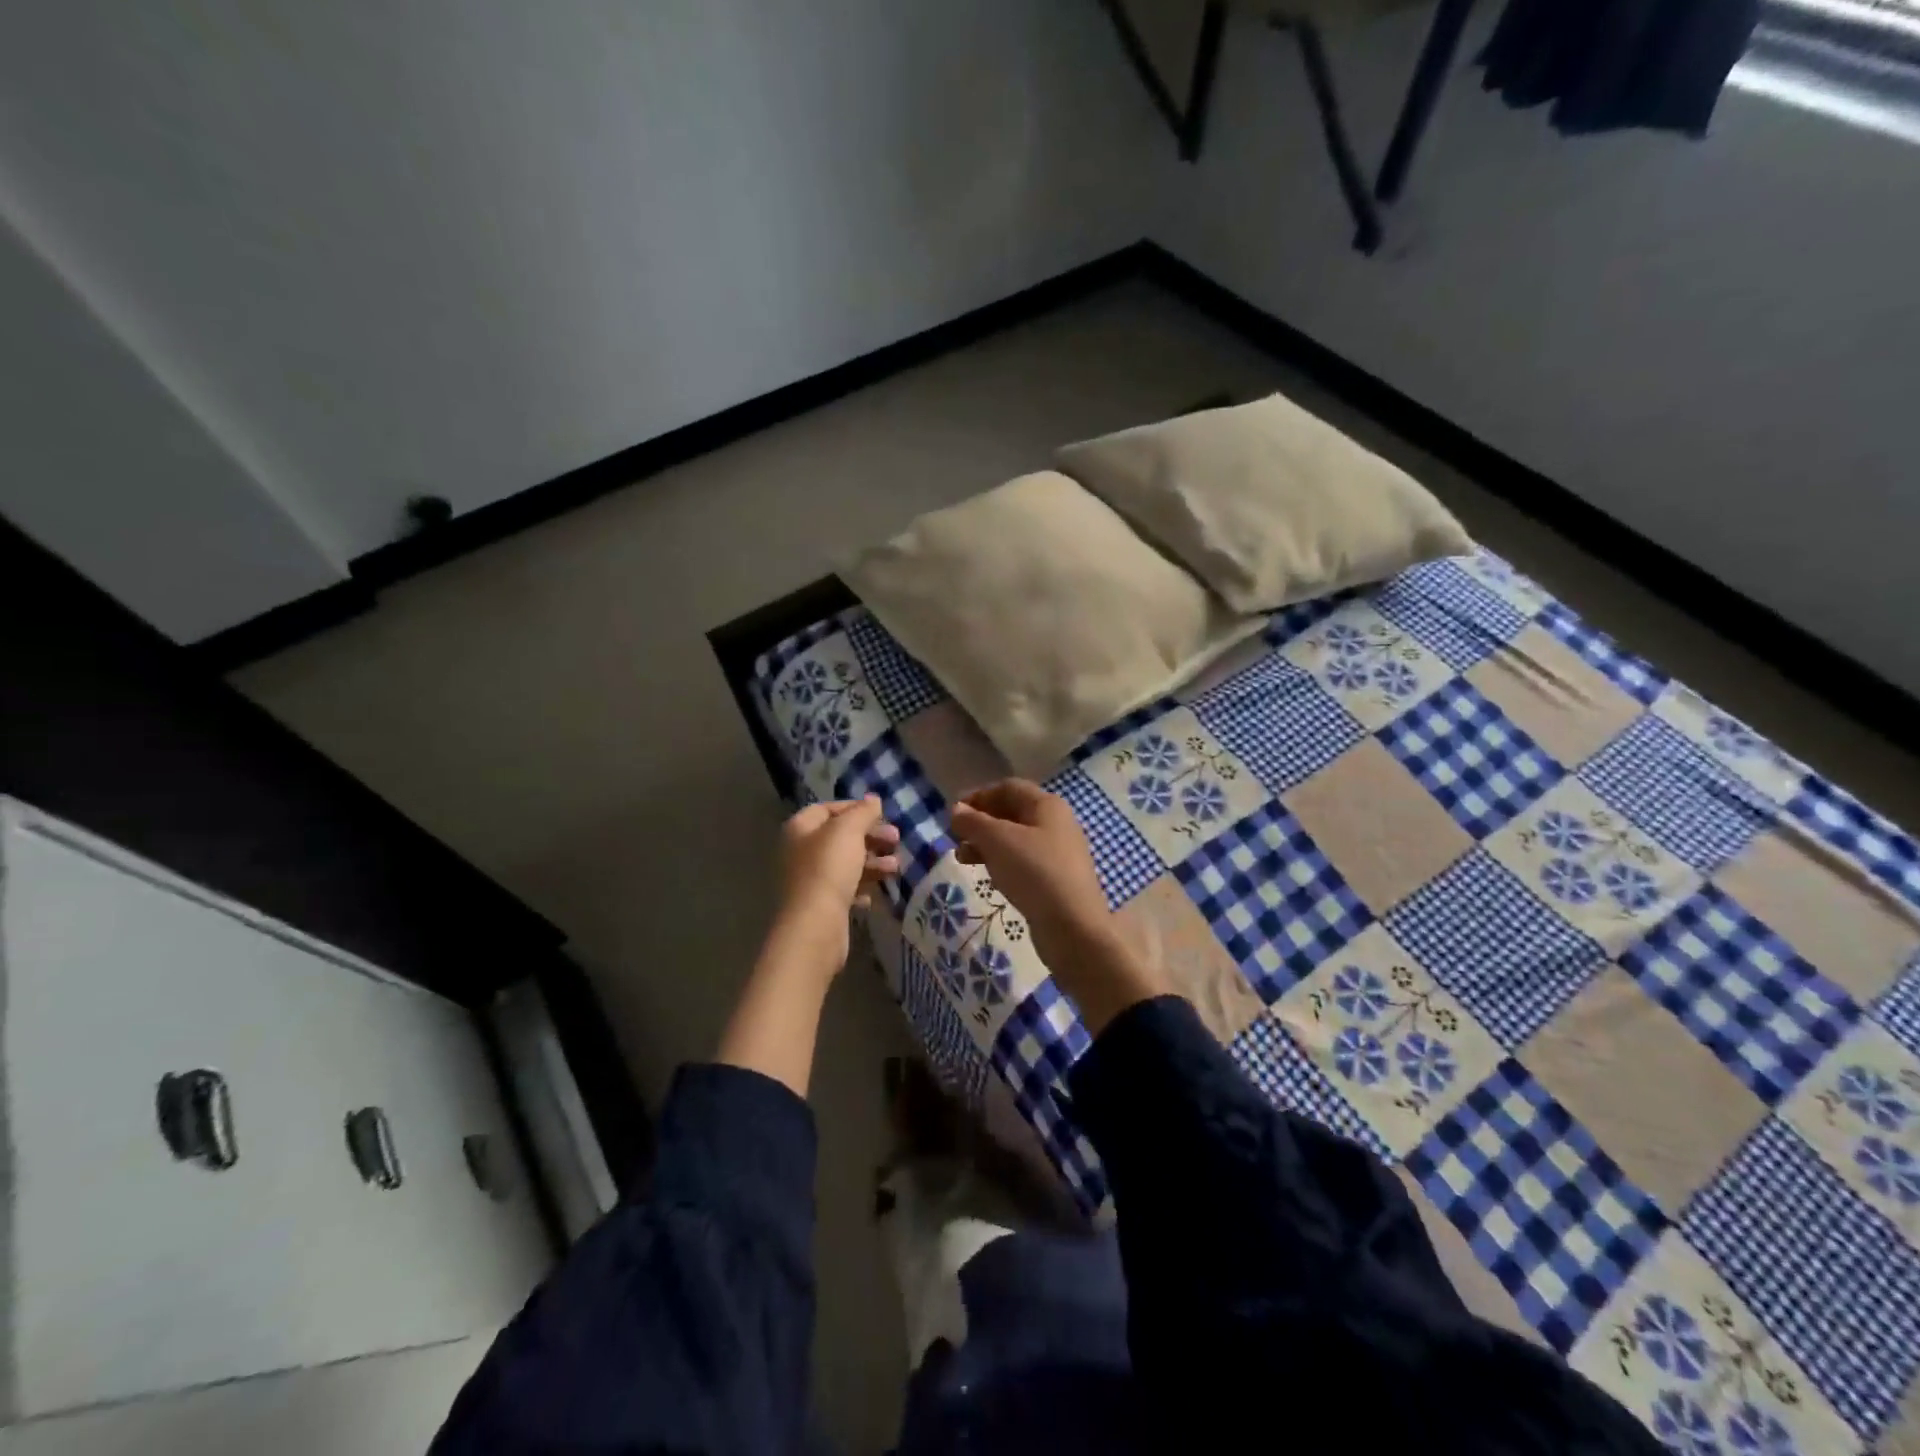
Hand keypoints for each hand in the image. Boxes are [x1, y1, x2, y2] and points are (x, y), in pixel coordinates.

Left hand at [776, 796, 900, 951]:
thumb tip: (872, 799)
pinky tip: (876, 892)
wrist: (815, 925)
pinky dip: (863, 886)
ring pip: (846, 863)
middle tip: (896, 839)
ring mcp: (810, 880)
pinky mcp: (821, 904)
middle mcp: (800, 851)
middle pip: (840, 836)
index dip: (854, 808)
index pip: (827, 808)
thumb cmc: (829, 869)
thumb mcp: (848, 831)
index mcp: (800, 828)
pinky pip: (846, 888)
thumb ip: (862, 812)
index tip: (881, 814)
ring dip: (873, 862)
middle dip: (870, 836)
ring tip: (895, 867)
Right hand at [951, 780, 1170, 1031]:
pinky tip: (988, 876)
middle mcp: (1055, 823)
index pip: (1008, 788)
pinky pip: (1022, 862)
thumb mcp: (998, 840)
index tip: (953, 812)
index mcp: (1047, 805)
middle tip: (954, 836)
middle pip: (1012, 813)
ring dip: (986, 844)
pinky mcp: (1054, 879)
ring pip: (1015, 839)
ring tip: (961, 858)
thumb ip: (973, 822)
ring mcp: (1057, 853)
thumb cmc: (1034, 872)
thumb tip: (956, 809)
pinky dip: (1001, 862)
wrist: (1072, 926)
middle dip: (980, 822)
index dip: (978, 796)